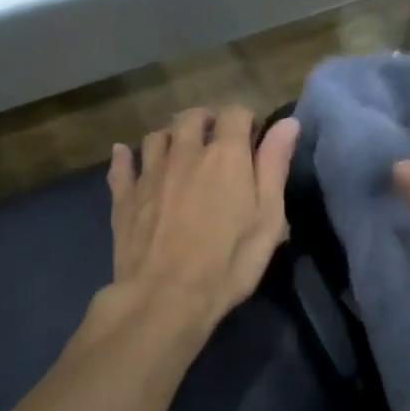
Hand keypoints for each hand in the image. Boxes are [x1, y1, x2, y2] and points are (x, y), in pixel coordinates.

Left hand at [106, 107, 300, 335]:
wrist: (165, 296)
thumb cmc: (228, 262)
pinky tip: (125, 158)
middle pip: (191, 117)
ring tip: (179, 154)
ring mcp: (150, 173)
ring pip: (156, 136)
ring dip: (170, 138)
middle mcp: (185, 152)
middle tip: (216, 143)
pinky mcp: (124, 196)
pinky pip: (121, 165)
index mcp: (225, 156)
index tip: (253, 139)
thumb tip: (287, 123)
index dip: (246, 120)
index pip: (235, 114)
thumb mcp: (267, 219)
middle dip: (206, 122)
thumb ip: (275, 167)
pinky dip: (125, 158)